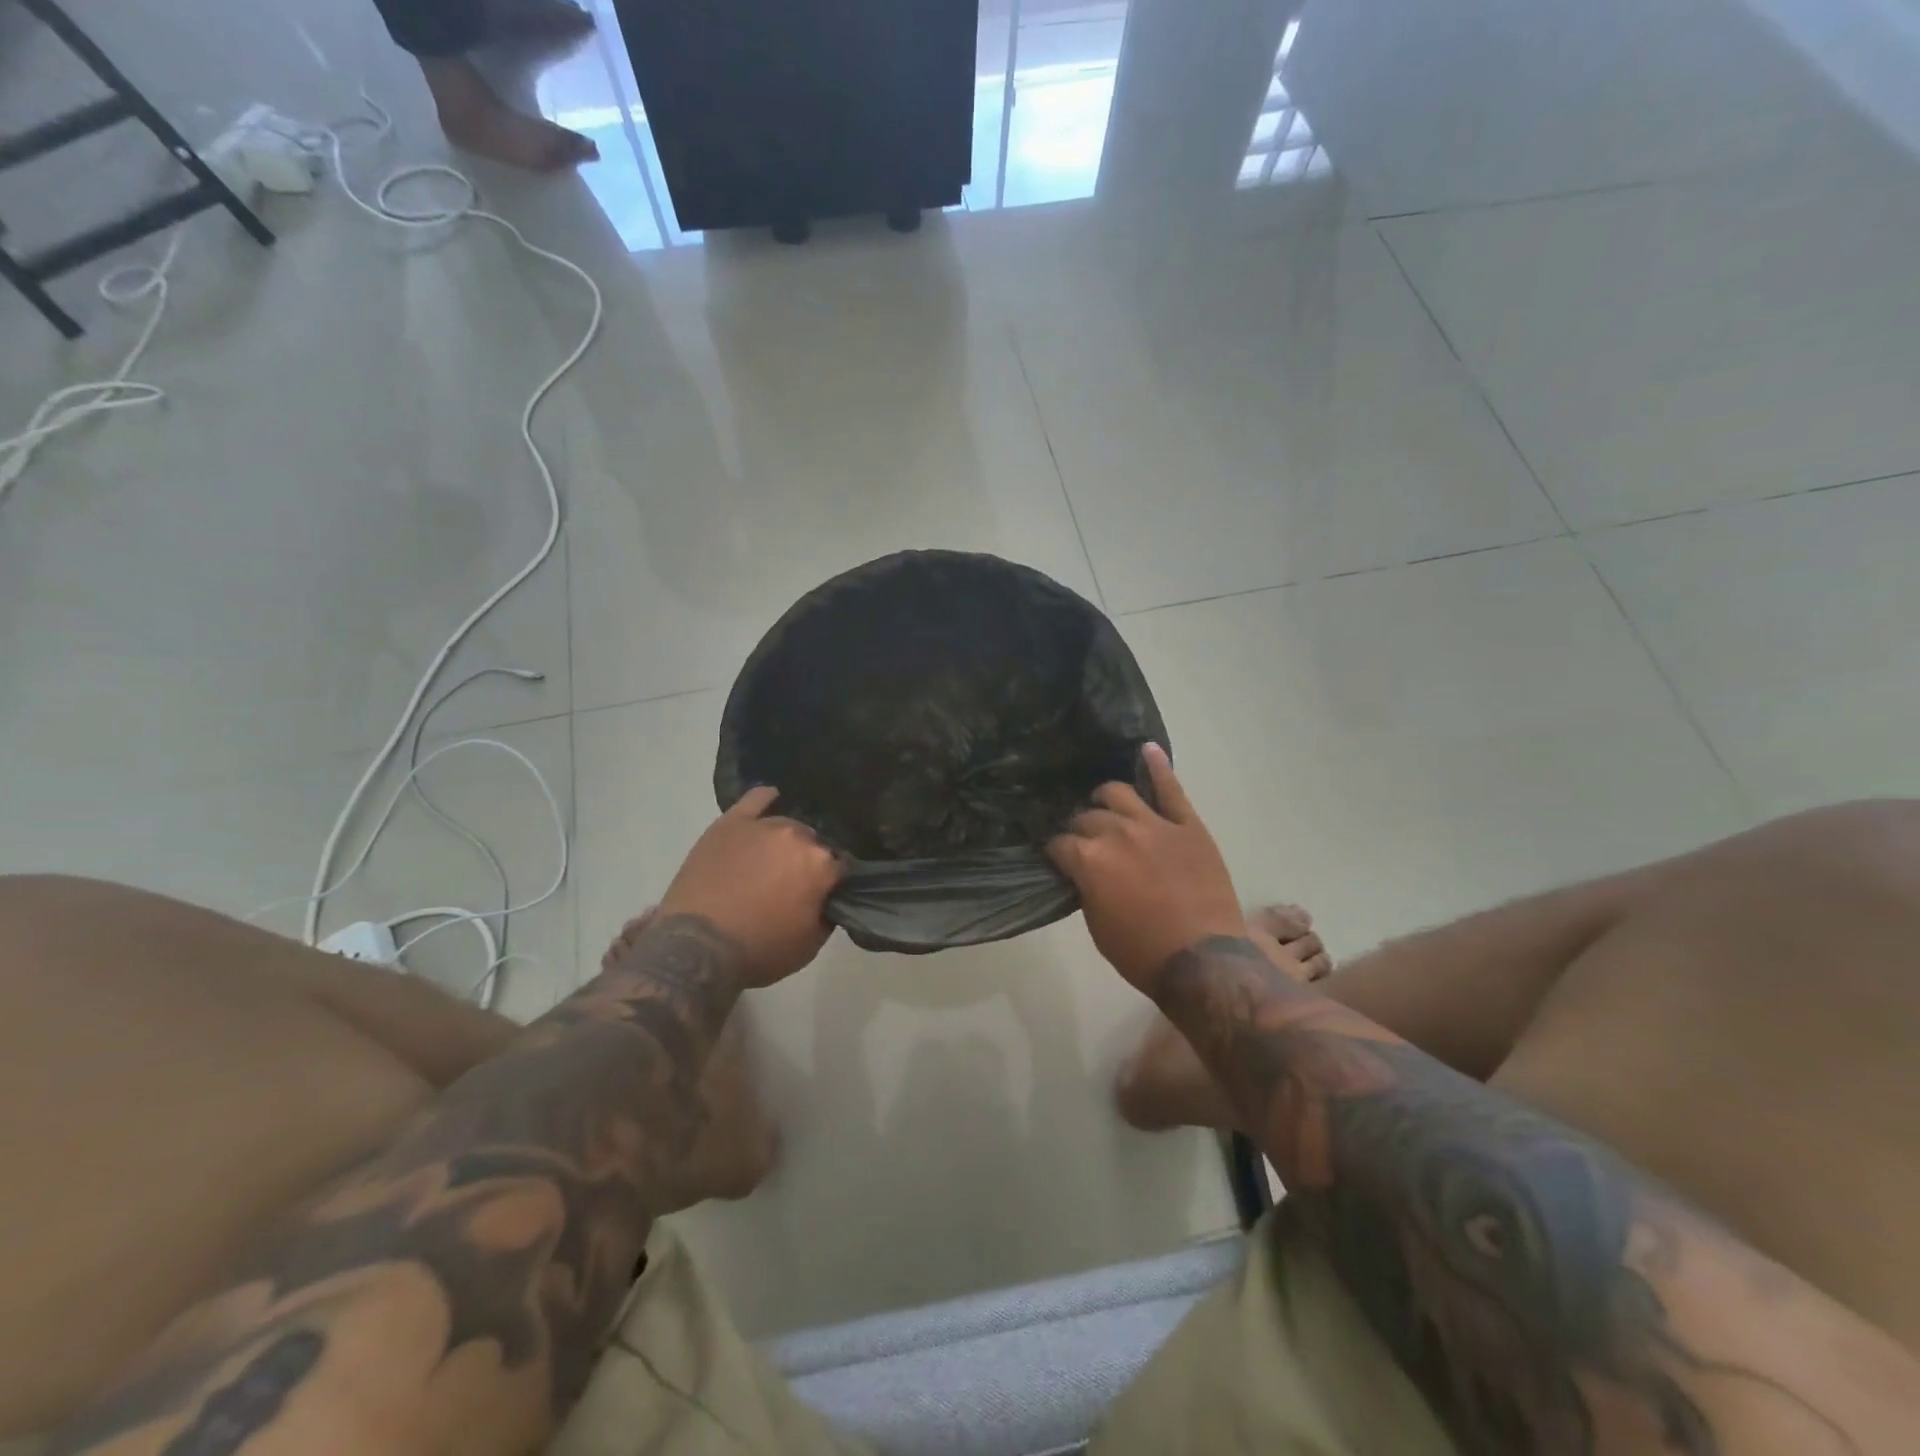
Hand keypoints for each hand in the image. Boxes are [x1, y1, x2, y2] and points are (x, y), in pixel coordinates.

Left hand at [656, 787, 842, 987]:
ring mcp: (763, 826)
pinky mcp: (731, 823)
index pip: (841, 866)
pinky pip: (756, 799)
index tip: (826, 894)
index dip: (834, 882)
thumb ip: (828, 913)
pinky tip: (771, 800)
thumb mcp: (809, 945)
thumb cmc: (759, 951)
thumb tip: (829, 897)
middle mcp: (798, 837)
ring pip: (787, 825)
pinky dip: (766, 799)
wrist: (697, 948)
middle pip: (814, 843)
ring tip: (774, 858)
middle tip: (795, 883)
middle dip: (809, 861)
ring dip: (787, 841)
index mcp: (821, 865)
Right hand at [1047, 744, 1247, 996]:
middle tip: (1085, 840)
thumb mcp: (1097, 926)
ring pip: (1120, 793)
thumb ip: (1086, 887)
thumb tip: (1082, 870)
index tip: (1059, 858)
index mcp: (1089, 859)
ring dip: (1107, 799)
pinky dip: (1159, 766)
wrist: (1204, 961)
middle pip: (1087, 817)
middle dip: (1080, 828)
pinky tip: (1147, 749)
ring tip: (1107, 805)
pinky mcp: (1187, 825)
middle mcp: (1116, 832)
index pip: (1060, 844)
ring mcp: (1154, 824)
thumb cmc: (1142, 952)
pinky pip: (1171, 789)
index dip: (1058, 852)